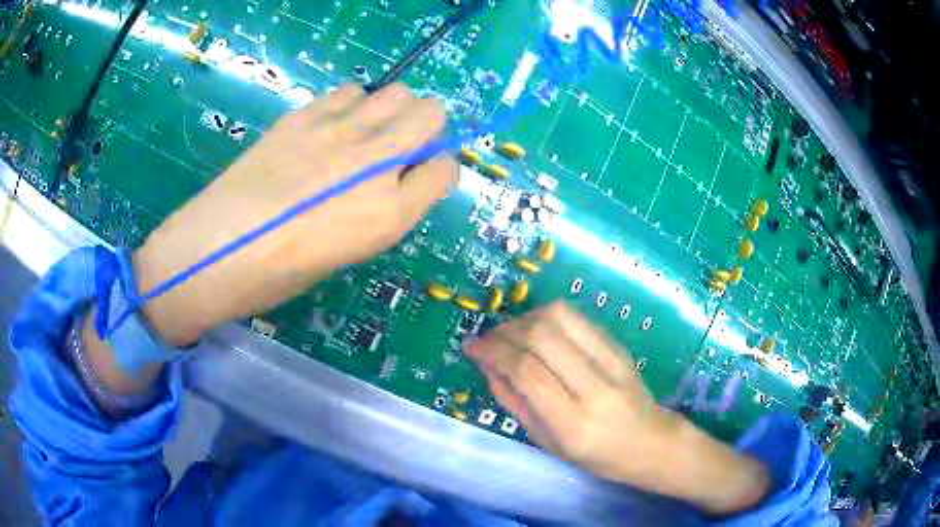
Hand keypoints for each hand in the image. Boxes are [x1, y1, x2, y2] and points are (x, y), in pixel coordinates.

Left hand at [134, 83, 456, 345]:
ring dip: (389, 111)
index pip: (446, 169)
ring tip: (362, 133)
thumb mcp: (348, 254)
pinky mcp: (303, 116)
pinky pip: (349, 92)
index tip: (419, 178)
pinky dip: (351, 105)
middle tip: (398, 147)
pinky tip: (330, 127)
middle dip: (425, 127)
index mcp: (388, 215)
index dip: (436, 171)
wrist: (216, 250)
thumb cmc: (280, 274)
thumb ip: (381, 212)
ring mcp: (338, 132)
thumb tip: (394, 182)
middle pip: (431, 113)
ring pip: (396, 92)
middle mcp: (374, 164)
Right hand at [464, 301, 770, 514]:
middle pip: (542, 336)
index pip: (527, 371)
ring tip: (511, 334)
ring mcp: (613, 361)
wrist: (650, 442)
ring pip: (560, 316)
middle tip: (489, 340)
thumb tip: (488, 365)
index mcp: (574, 422)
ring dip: (526, 318)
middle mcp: (595, 387)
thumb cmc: (596, 455)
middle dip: (505, 331)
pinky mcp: (620, 346)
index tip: (472, 347)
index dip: (493, 352)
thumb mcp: (547, 441)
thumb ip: (515, 402)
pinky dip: (548, 317)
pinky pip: (577, 318)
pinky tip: (537, 331)